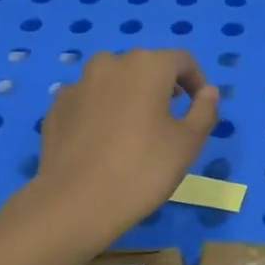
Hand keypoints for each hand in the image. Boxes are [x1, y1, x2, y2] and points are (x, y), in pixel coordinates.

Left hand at [34, 49, 220, 235]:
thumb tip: (208, 91)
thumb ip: (205, 110)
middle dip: (161, 87)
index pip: (182, 61)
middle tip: (169, 121)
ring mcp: (78, 84)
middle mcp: (110, 64)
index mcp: (147, 65)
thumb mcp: (188, 143)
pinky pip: (88, 101)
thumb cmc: (142, 170)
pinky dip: (101, 112)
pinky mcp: (57, 107)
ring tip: (134, 131)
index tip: (199, 107)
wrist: (75, 203)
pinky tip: (103, 143)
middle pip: (145, 67)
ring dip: (129, 96)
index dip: (197, 81)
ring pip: (113, 82)